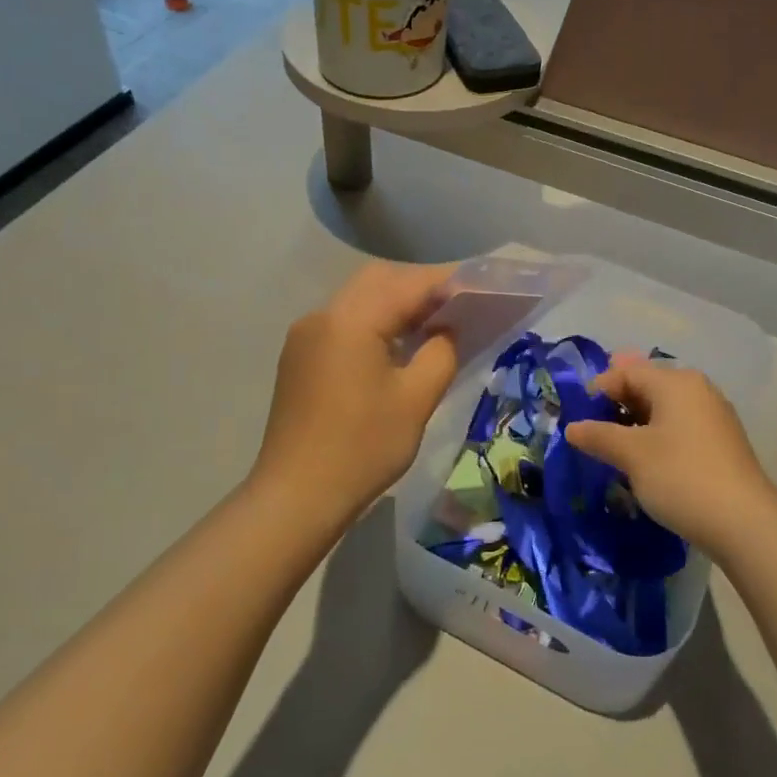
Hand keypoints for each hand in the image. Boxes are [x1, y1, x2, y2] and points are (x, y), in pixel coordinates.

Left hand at [249, 261, 459, 521]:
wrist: (296, 496)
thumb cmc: (362, 449)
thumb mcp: (416, 400)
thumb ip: (440, 353)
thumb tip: (445, 330)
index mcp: (351, 320)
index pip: (408, 283)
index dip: (448, 282)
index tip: (480, 287)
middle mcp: (323, 315)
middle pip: (379, 280)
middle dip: (420, 286)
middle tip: (457, 306)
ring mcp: (305, 335)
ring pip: (359, 298)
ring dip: (396, 303)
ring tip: (433, 323)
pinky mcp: (299, 356)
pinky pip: (343, 321)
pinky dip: (374, 321)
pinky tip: (396, 345)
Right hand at [563, 354, 776, 559]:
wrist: (745, 524)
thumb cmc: (681, 477)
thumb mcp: (631, 455)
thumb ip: (598, 436)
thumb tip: (571, 428)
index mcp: (676, 382)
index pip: (627, 371)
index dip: (598, 389)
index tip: (577, 416)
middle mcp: (697, 390)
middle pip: (647, 385)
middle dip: (616, 404)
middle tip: (592, 430)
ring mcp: (713, 416)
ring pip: (664, 408)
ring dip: (635, 422)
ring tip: (614, 447)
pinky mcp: (721, 443)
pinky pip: (679, 426)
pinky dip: (657, 436)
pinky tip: (645, 461)